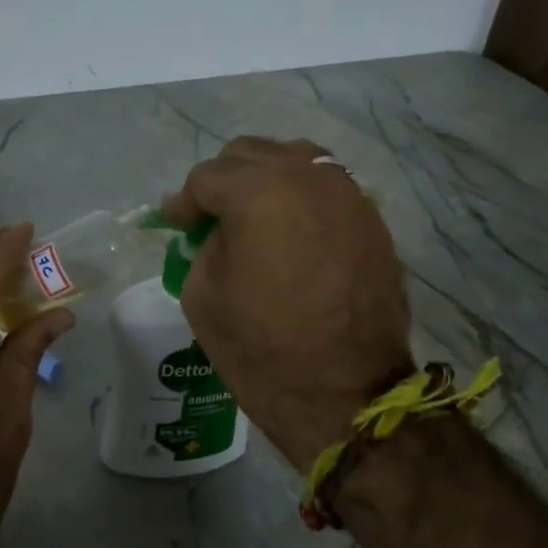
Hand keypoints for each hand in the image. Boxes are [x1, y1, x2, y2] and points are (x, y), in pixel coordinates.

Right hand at [162, 137, 411, 470]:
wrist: (345, 393)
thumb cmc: (261, 348)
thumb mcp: (202, 295)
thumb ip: (204, 245)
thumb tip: (218, 230)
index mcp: (259, 193)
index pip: (208, 176)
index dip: (185, 201)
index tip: (176, 223)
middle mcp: (309, 178)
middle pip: (252, 154)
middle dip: (223, 181)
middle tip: (209, 218)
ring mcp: (348, 195)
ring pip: (296, 160)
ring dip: (266, 180)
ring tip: (253, 216)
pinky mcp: (372, 220)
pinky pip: (327, 187)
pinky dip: (301, 197)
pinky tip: (291, 229)